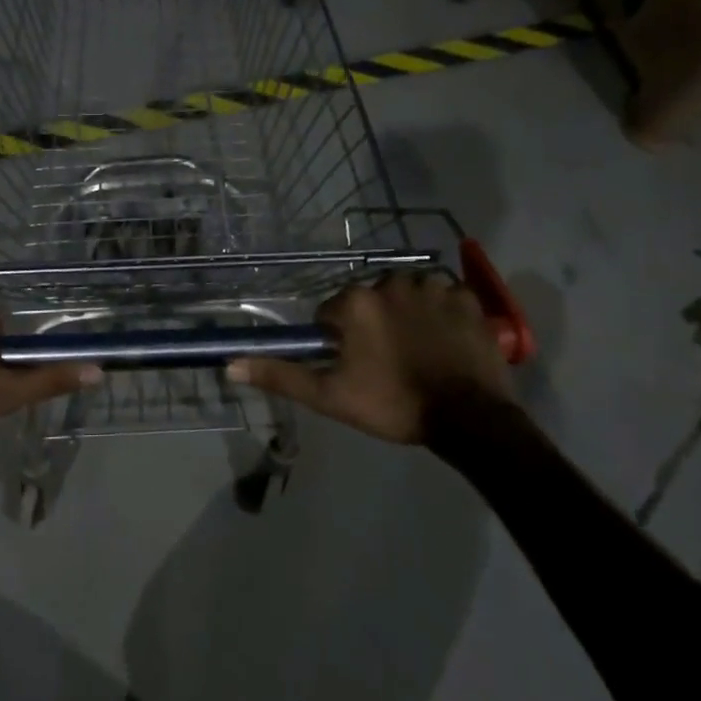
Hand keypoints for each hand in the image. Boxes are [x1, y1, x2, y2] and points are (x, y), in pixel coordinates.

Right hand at [228, 273, 513, 443]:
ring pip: (407, 296)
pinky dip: (442, 316)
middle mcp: (392, 282)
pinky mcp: (468, 298)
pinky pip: (444, 299)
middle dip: (372, 326)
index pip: (331, 313)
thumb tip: (230, 363)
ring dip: (407, 317)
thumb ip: (281, 374)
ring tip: (418, 354)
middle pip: (369, 301)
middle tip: (386, 364)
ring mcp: (434, 287)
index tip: (354, 368)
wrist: (469, 419)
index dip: (337, 341)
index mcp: (356, 302)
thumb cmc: (393, 405)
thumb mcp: (329, 396)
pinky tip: (446, 343)